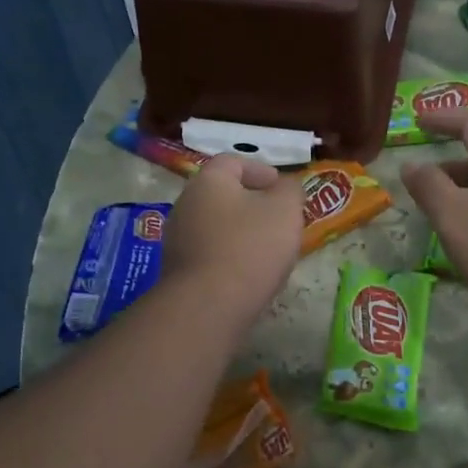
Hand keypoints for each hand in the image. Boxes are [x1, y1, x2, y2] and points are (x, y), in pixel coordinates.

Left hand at [160, 154, 302, 332]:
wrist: (208, 305)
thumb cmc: (250, 247)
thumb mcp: (285, 211)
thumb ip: (290, 190)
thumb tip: (285, 186)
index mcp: (208, 181)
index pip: (232, 161)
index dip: (260, 169)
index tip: (281, 187)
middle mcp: (185, 204)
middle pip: (221, 194)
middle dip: (251, 203)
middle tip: (278, 218)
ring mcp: (177, 239)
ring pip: (215, 225)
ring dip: (240, 231)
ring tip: (267, 249)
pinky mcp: (177, 270)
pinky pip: (208, 252)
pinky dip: (229, 255)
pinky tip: (247, 273)